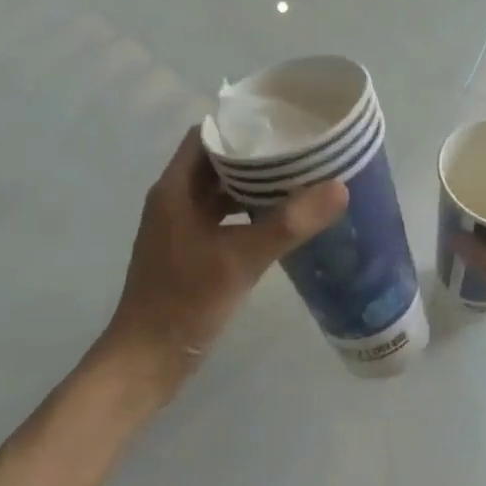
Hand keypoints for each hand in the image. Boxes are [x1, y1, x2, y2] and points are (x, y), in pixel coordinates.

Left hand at [94, 128, 348, 404]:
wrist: (145, 363)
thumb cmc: (184, 302)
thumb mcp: (241, 259)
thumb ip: (289, 223)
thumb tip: (339, 187)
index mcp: (175, 189)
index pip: (207, 136)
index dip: (242, 125)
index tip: (282, 122)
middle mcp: (174, 200)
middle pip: (217, 162)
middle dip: (257, 155)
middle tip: (302, 150)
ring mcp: (181, 228)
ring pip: (221, 192)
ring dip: (254, 185)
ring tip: (299, 179)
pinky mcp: (190, 252)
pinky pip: (223, 219)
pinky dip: (249, 213)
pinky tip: (281, 221)